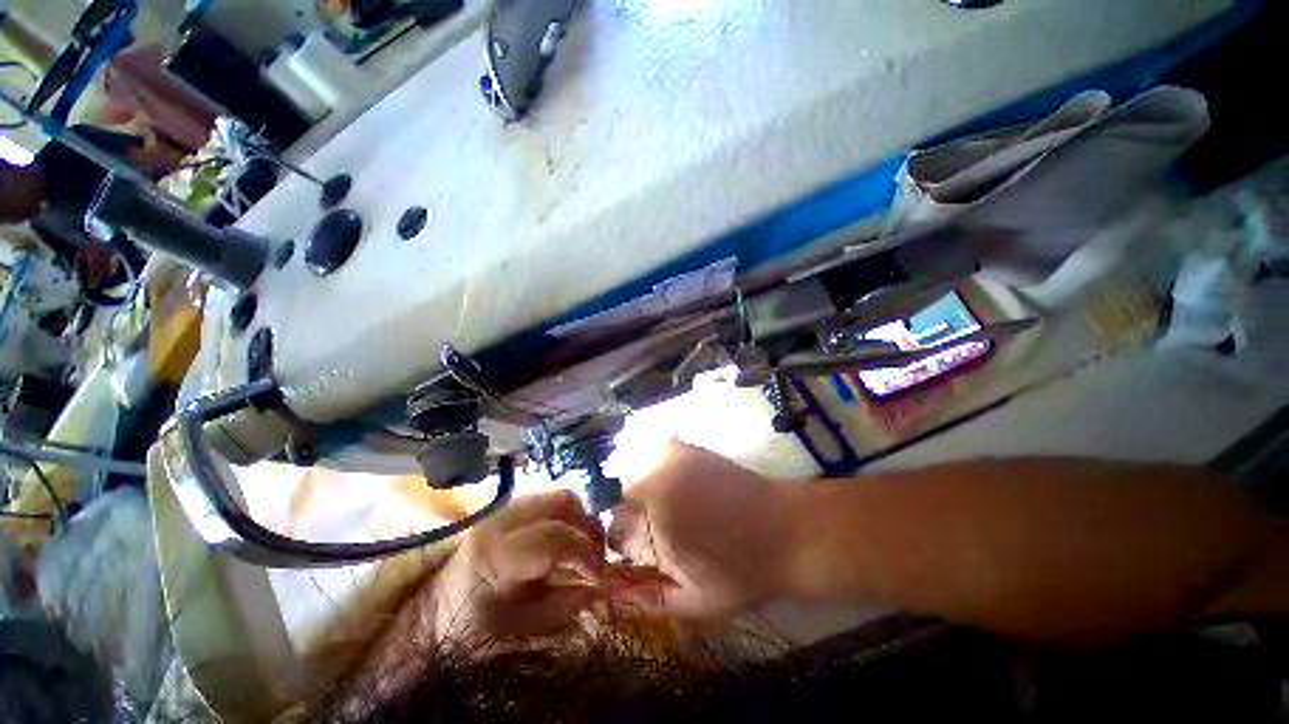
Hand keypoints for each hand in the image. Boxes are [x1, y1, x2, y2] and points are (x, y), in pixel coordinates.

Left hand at [430, 490, 606, 641]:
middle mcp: (501, 520)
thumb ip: (570, 603)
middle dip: (587, 528)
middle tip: (592, 559)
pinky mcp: (509, 508)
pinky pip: (549, 501)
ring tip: (579, 551)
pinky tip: (563, 544)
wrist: (435, 615)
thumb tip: (605, 586)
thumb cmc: (475, 631)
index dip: (587, 554)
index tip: (599, 578)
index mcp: (498, 554)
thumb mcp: (525, 627)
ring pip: (560, 497)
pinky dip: (566, 518)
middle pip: (564, 501)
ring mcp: (504, 508)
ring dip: (579, 520)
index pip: (557, 536)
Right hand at [607, 441, 795, 620]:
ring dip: (637, 488)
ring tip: (659, 499)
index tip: (634, 547)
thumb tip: (613, 597)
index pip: (615, 537)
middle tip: (648, 524)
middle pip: (618, 504)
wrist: (784, 531)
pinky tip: (666, 472)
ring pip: (631, 474)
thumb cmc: (743, 573)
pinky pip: (654, 448)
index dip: (622, 545)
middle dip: (628, 517)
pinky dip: (652, 458)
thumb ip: (652, 600)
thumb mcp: (698, 603)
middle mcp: (655, 496)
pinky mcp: (687, 451)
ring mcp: (671, 468)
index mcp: (655, 537)